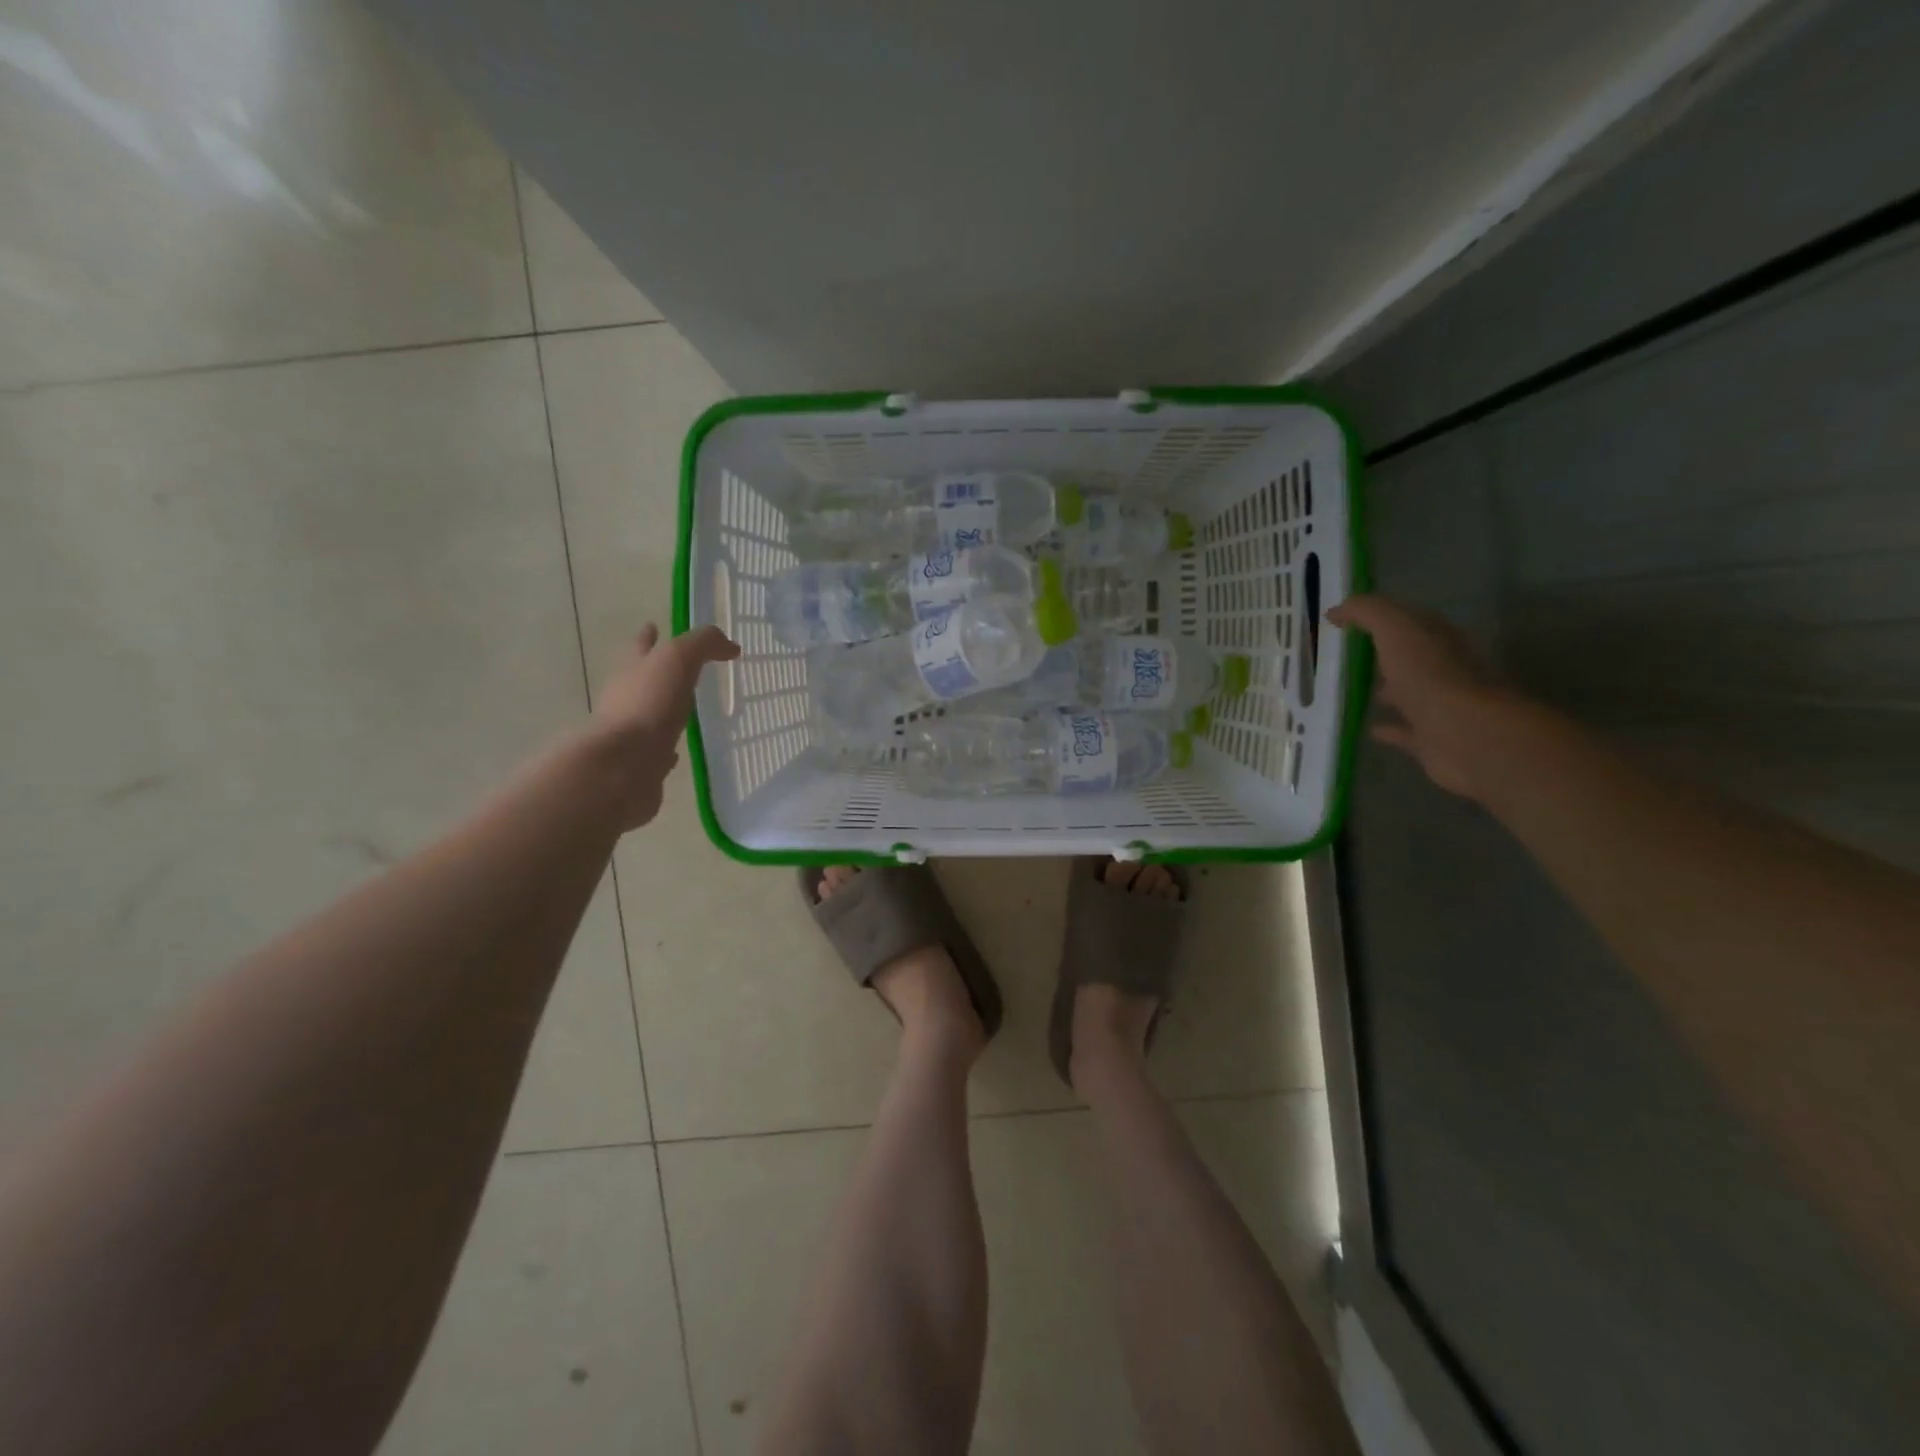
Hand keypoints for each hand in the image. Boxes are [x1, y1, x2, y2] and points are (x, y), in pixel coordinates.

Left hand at [580, 624, 740, 828]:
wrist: (622, 767)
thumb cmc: (647, 705)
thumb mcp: (677, 659)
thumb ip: (702, 644)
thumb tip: (729, 645)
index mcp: (632, 670)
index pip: (641, 645)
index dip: (648, 636)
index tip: (654, 626)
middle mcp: (626, 698)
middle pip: (640, 679)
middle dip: (655, 671)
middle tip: (679, 669)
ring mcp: (630, 733)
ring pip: (648, 715)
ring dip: (663, 710)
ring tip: (684, 709)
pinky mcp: (640, 764)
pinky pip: (656, 752)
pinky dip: (666, 749)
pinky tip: (676, 752)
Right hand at [1327, 595, 1514, 799]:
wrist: (1464, 733)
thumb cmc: (1429, 675)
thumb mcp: (1395, 629)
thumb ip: (1367, 613)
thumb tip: (1337, 610)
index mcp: (1437, 640)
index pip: (1410, 621)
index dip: (1380, 618)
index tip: (1346, 622)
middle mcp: (1443, 669)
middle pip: (1410, 657)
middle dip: (1385, 655)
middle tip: (1348, 657)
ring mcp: (1438, 706)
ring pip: (1408, 694)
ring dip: (1388, 691)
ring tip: (1355, 691)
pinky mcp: (1431, 739)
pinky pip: (1405, 731)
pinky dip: (1389, 729)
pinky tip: (1370, 729)